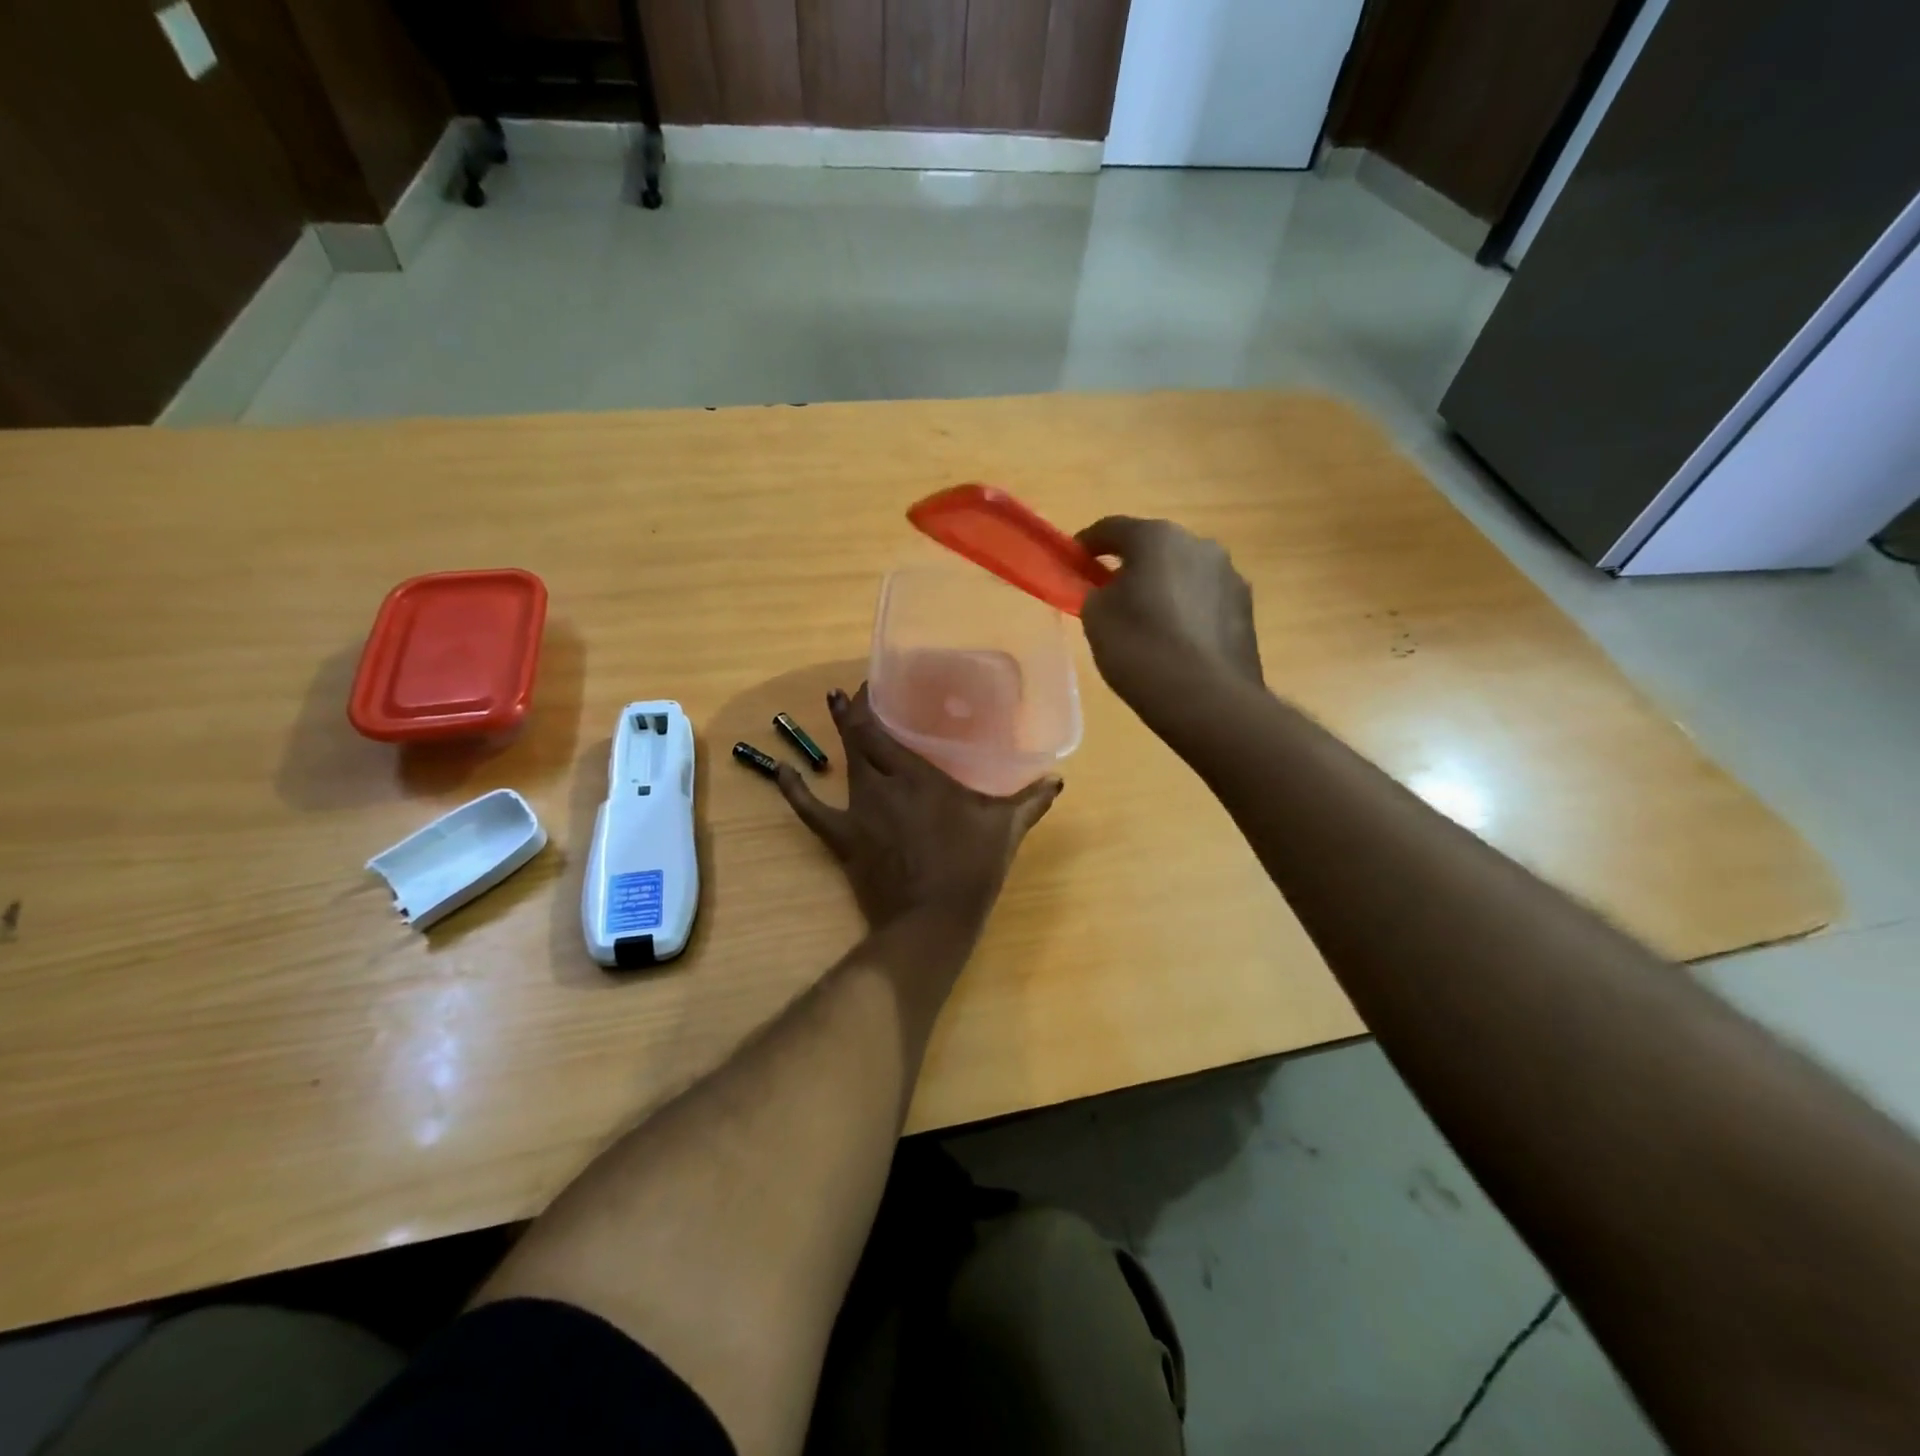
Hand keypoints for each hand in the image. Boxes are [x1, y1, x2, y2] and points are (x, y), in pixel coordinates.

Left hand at [775, 685, 1061, 936]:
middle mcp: (883, 783)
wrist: (932, 919)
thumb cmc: (971, 868)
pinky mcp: (843, 838)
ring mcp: (859, 810)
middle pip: (860, 738)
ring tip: (827, 708)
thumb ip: (1030, 801)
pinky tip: (781, 769)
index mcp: (919, 775)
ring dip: (835, 735)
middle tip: (849, 694)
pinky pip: (811, 810)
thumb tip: (1058, 780)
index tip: (873, 684)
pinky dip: (794, 789)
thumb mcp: (1005, 830)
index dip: (872, 701)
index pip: (885, 728)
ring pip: (842, 763)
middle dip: (852, 711)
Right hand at [1076, 517, 1262, 715]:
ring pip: (1184, 574)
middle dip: (1130, 566)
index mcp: (1157, 537)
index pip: (1112, 528)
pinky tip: (1176, 641)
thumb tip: (1109, 591)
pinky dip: (1186, 612)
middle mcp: (1199, 544)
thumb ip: (1097, 593)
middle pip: (1155, 548)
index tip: (1072, 563)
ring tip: (1147, 622)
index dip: (1086, 544)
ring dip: (1163, 588)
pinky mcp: (1246, 610)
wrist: (1207, 699)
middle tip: (1110, 595)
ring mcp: (1229, 576)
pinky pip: (1204, 601)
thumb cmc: (1141, 648)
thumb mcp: (1096, 618)